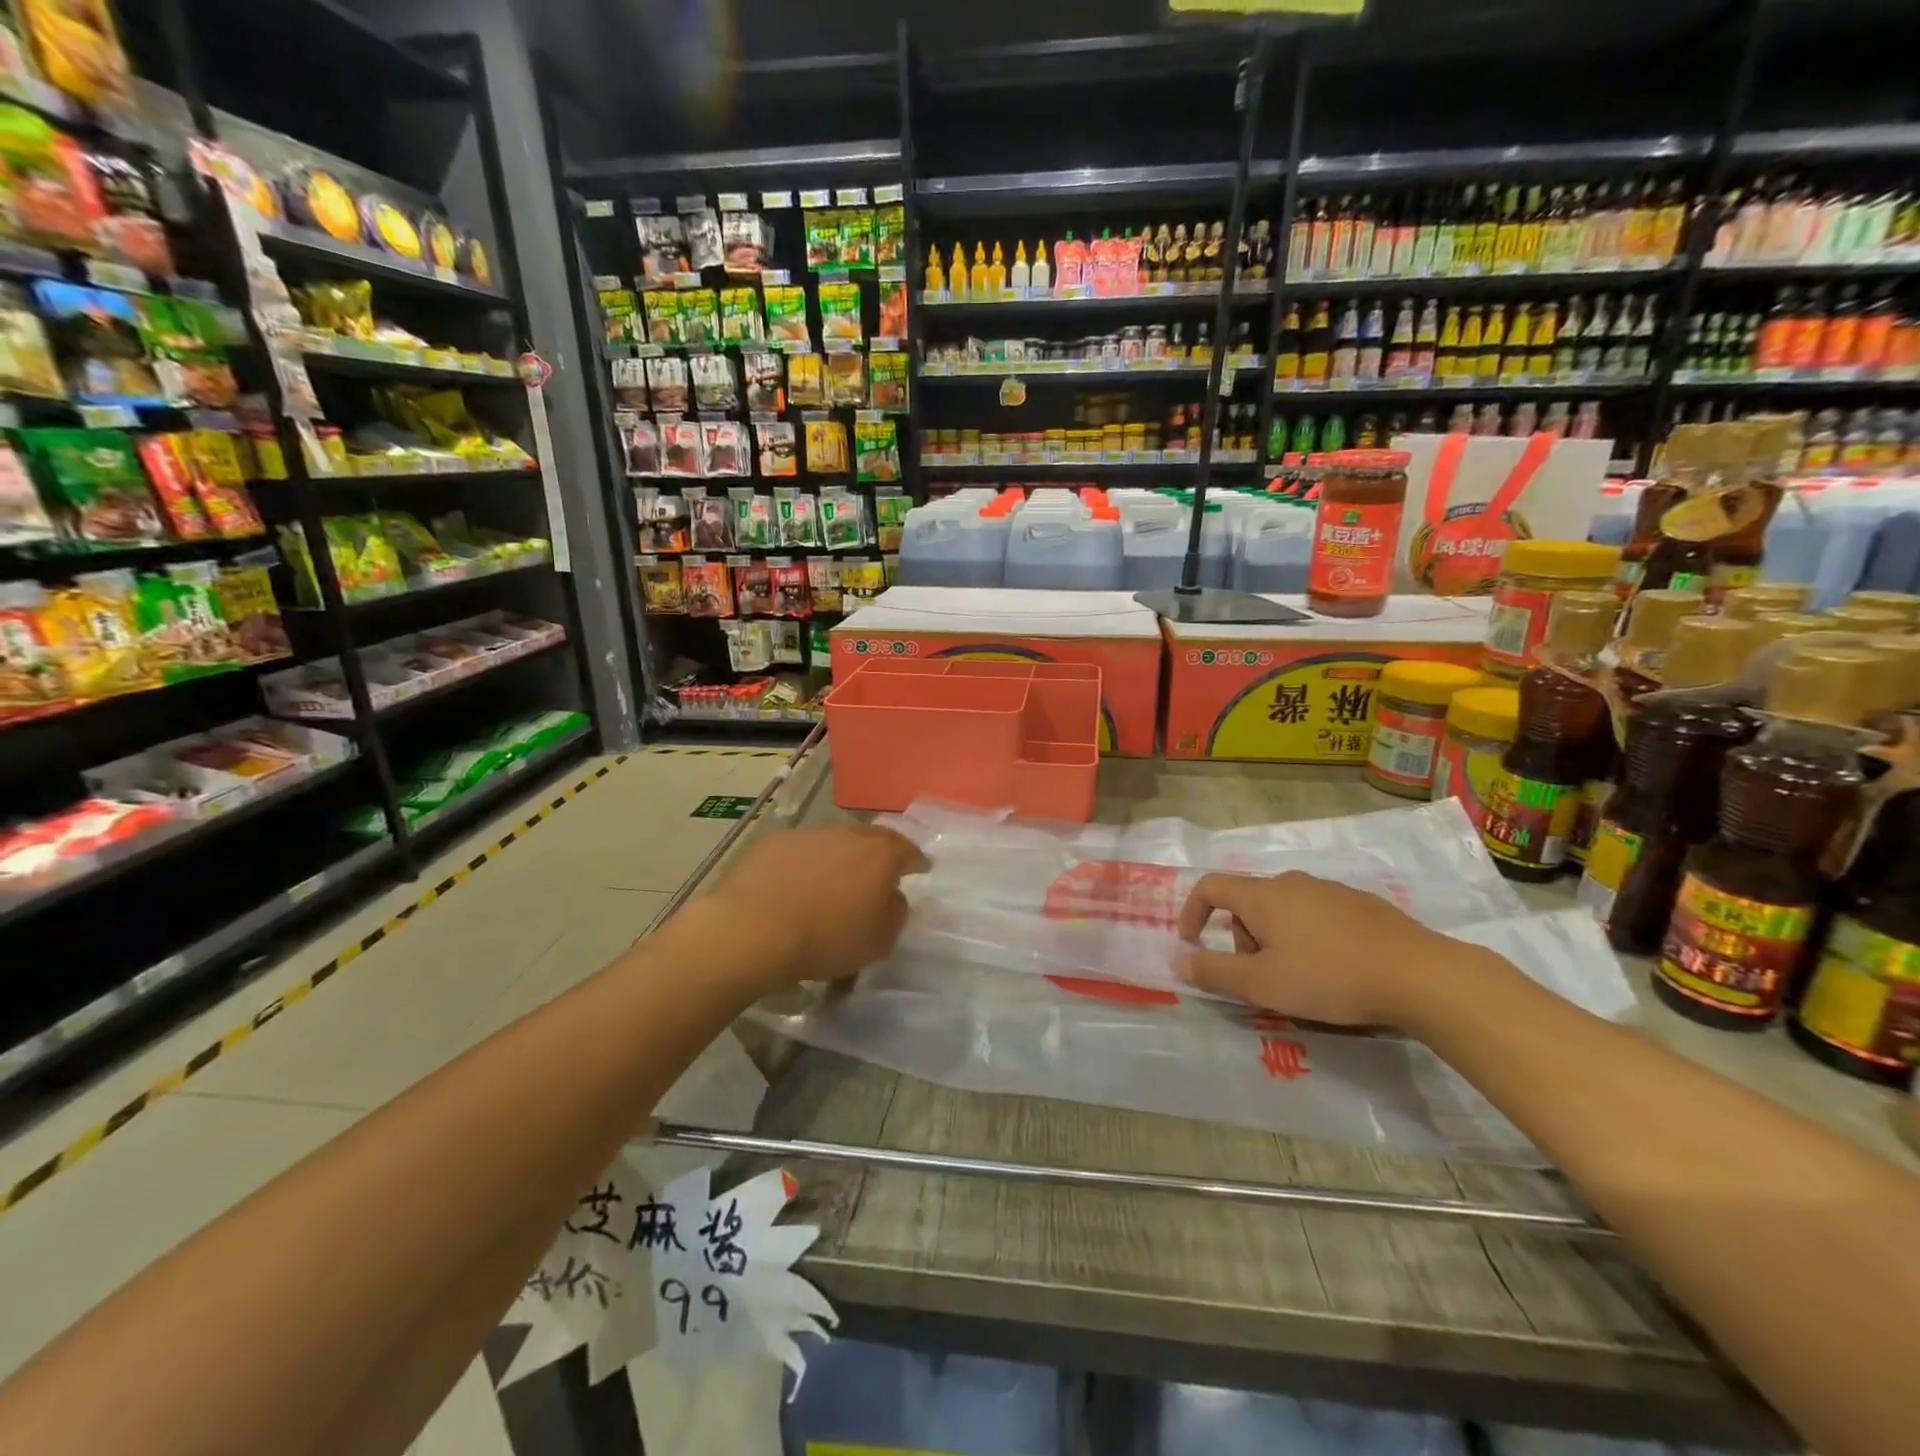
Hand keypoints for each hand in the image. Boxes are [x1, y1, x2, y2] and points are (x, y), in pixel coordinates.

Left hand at [704, 824, 927, 991]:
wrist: (753, 930)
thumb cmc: (826, 939)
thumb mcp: (878, 941)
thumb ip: (895, 914)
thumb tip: (892, 898)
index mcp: (881, 855)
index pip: (908, 850)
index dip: (916, 860)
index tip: (921, 868)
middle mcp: (848, 834)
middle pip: (872, 838)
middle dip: (880, 852)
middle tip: (879, 870)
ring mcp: (809, 834)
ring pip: (834, 841)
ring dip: (840, 856)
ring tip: (834, 880)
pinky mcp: (774, 842)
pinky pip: (800, 850)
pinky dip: (805, 863)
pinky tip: (795, 884)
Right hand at [1174, 871, 1454, 1027]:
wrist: (1420, 975)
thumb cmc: (1329, 977)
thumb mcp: (1262, 984)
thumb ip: (1216, 973)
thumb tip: (1182, 962)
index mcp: (1263, 896)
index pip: (1211, 887)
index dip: (1192, 911)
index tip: (1191, 942)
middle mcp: (1292, 882)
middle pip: (1249, 902)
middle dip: (1241, 937)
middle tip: (1259, 977)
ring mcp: (1330, 890)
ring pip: (1284, 909)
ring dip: (1275, 939)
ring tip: (1299, 979)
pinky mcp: (1362, 904)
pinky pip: (1317, 915)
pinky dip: (1308, 937)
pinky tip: (1334, 970)